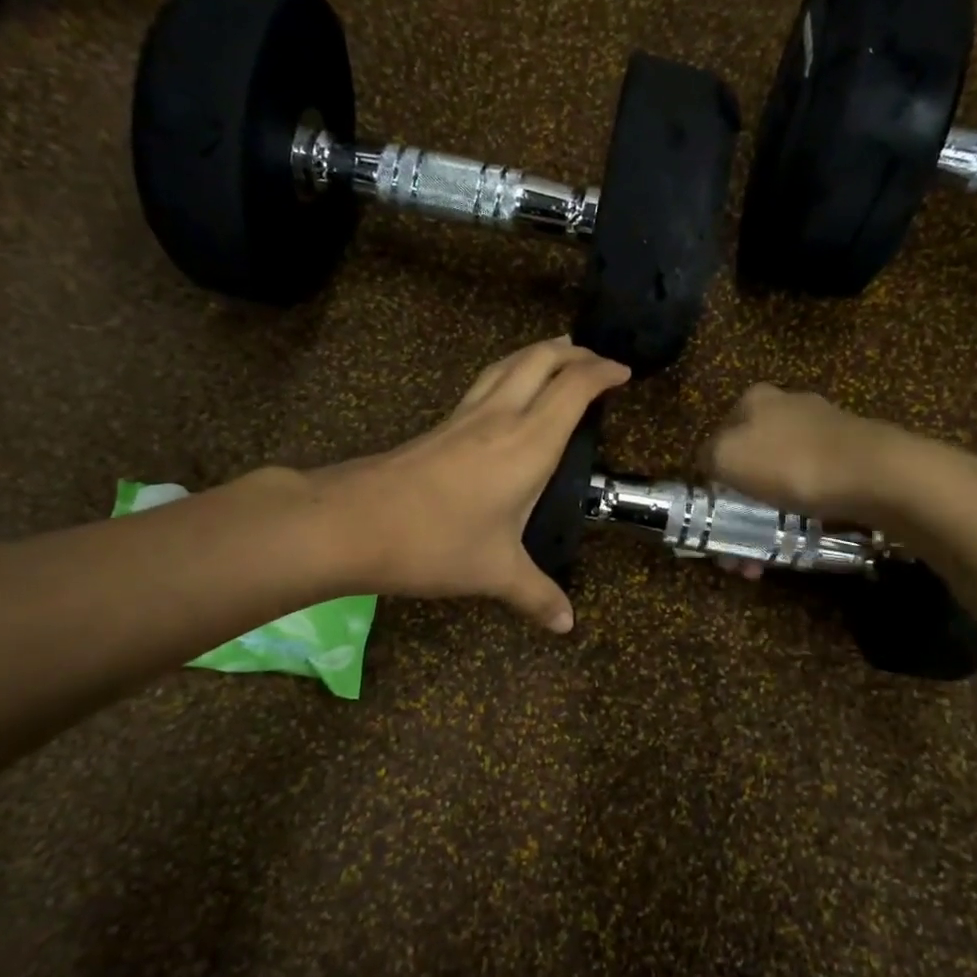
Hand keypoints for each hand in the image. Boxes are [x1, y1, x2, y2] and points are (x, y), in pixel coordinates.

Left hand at [311, 338, 628, 631]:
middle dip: (572, 351)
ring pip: (507, 364)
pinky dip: (509, 374)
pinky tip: (506, 396)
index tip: (623, 372)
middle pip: (539, 359)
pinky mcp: (440, 426)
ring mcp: (465, 417)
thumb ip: (536, 595)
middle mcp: (500, 417)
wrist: (352, 522)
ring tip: (556, 356)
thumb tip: (566, 624)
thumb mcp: (495, 572)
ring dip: (537, 354)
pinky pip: (485, 383)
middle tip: (594, 359)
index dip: (601, 372)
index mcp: (528, 443)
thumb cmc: (436, 543)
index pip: (573, 388)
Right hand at [700, 384, 976, 528]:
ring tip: (764, 559)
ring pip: (779, 480)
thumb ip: (707, 456)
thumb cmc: (791, 464)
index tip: (714, 519)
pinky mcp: (851, 456)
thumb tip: (710, 463)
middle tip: (738, 550)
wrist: (876, 476)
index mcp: (754, 400)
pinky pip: (812, 489)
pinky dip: (799, 515)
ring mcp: (823, 431)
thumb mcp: (727, 457)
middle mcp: (788, 407)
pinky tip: (799, 540)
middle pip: (750, 464)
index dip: (711, 481)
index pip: (716, 440)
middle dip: (739, 510)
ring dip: (766, 521)